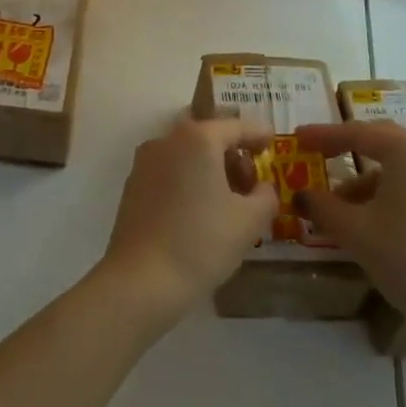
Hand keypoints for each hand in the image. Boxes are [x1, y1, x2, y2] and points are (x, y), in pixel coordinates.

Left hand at [97, 113, 275, 330]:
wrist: (141, 280)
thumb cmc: (201, 243)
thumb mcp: (249, 221)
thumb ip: (265, 195)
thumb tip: (262, 187)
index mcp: (198, 138)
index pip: (236, 126)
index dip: (258, 134)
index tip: (272, 143)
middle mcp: (167, 139)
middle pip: (208, 136)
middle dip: (232, 153)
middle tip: (251, 182)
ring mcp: (145, 161)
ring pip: (186, 153)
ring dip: (209, 167)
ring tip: (228, 201)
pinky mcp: (133, 185)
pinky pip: (169, 171)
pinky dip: (188, 180)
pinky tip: (199, 211)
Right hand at [294, 120, 405, 356]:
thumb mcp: (356, 232)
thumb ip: (323, 207)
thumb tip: (301, 195)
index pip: (356, 132)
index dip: (323, 135)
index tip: (297, 138)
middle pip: (382, 143)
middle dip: (347, 151)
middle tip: (319, 158)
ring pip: (401, 169)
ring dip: (368, 182)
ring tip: (342, 210)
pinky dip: (391, 196)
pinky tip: (376, 224)